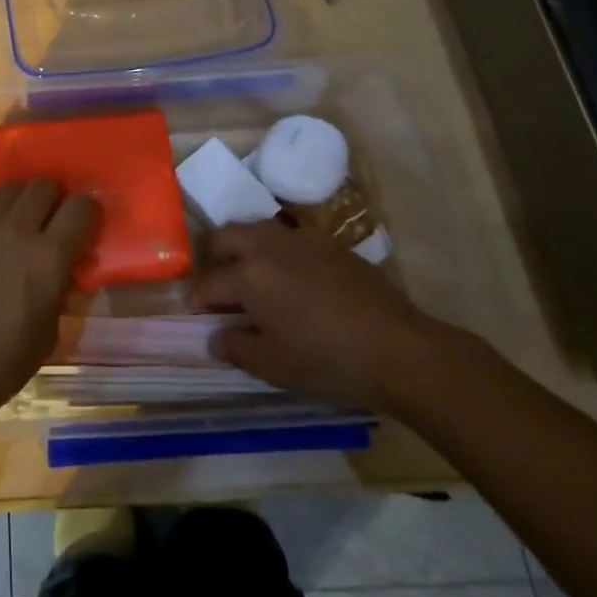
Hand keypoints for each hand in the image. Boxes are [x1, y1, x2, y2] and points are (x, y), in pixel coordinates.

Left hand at [0, 181, 96, 423]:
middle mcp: (16, 229)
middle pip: (44, 187)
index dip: (86, 212)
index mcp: (48, 258)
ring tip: (9, 227)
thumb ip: (58, 292)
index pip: (81, 208)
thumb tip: (60, 271)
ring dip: (17, 204)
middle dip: (52, 201)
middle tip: (46, 223)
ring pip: (8, 188)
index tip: (82, 223)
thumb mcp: (47, 337)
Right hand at [191, 219, 447, 411]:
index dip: (198, 300)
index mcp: (248, 274)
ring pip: (256, 230)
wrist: (399, 348)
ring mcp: (299, 239)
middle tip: (218, 285)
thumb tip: (215, 338)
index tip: (197, 314)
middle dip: (213, 257)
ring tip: (251, 277)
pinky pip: (288, 236)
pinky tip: (291, 278)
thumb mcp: (275, 366)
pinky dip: (276, 251)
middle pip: (225, 237)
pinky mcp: (328, 242)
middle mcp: (267, 245)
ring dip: (244, 248)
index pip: (209, 282)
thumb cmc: (328, 360)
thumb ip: (237, 348)